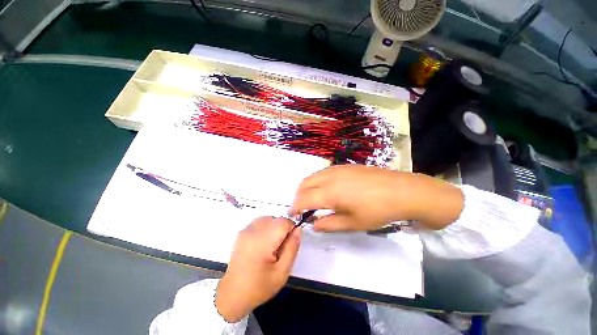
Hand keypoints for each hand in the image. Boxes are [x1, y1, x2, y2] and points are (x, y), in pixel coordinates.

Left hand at [216, 217, 300, 321]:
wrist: (232, 294)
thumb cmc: (259, 286)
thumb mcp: (282, 272)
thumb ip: (292, 247)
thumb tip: (298, 229)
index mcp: (263, 241)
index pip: (284, 222)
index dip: (291, 229)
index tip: (290, 242)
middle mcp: (253, 231)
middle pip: (276, 219)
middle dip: (283, 229)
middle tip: (280, 248)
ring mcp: (246, 230)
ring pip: (268, 218)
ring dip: (274, 227)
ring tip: (271, 246)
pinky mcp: (242, 232)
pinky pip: (260, 222)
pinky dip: (266, 228)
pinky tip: (263, 243)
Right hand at [290, 165, 463, 231]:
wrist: (402, 190)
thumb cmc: (377, 210)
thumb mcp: (352, 223)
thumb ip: (329, 224)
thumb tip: (313, 224)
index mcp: (330, 192)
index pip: (303, 199)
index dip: (295, 207)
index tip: (293, 214)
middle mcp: (329, 177)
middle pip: (304, 184)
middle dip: (298, 196)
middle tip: (302, 208)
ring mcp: (337, 168)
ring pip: (312, 176)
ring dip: (307, 187)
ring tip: (312, 198)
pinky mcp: (345, 166)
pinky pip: (323, 172)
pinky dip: (317, 180)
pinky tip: (326, 188)